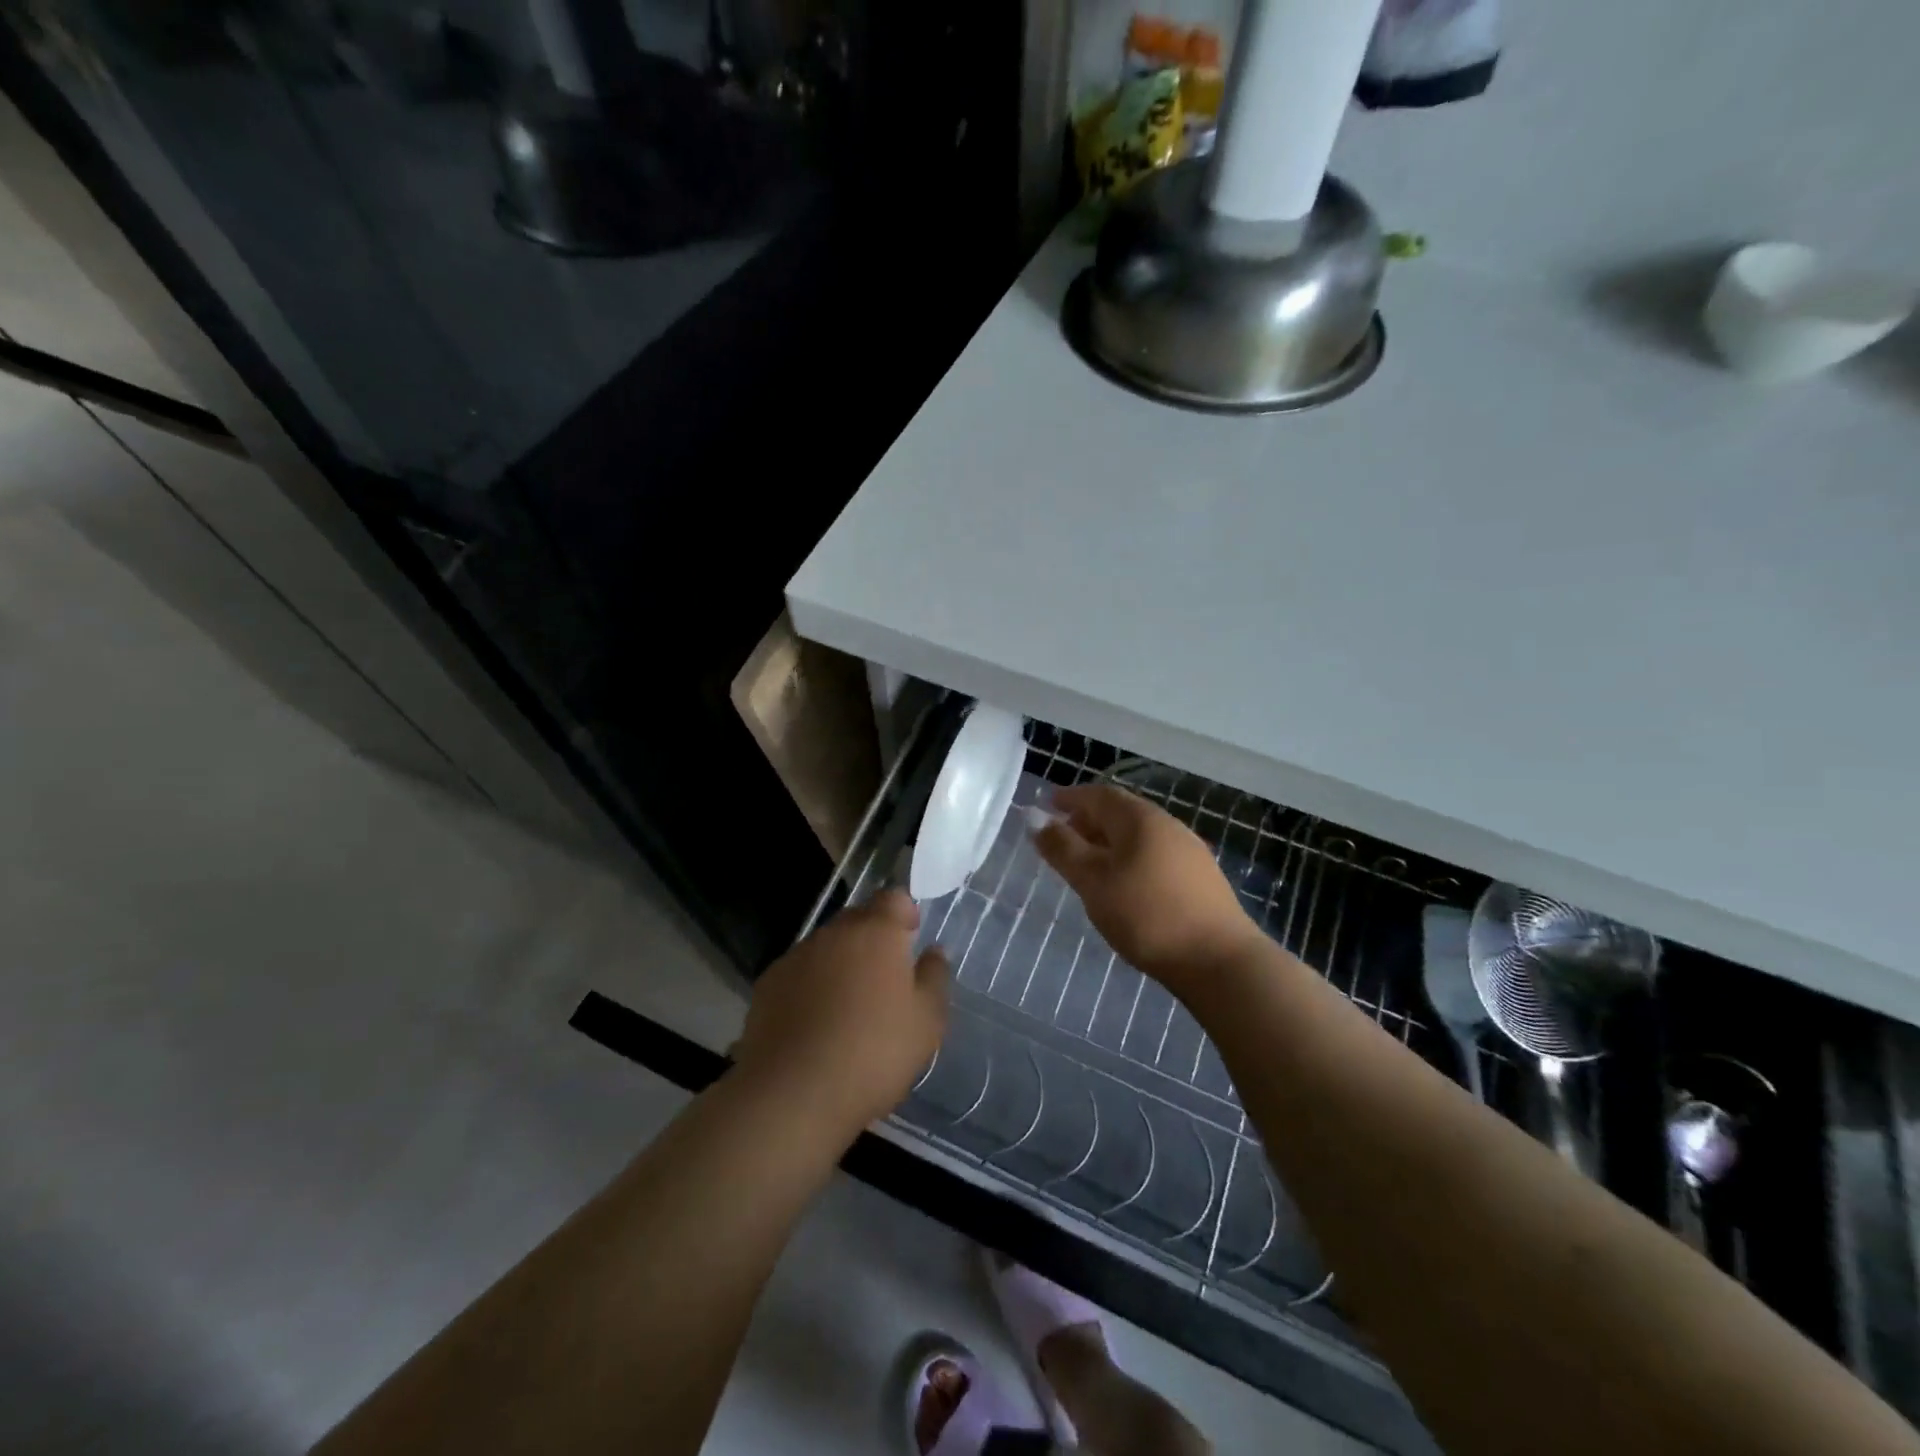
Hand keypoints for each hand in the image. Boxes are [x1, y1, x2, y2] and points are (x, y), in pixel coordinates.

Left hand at [733, 890, 949, 1137]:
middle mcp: (833, 933)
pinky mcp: (767, 985)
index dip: (905, 914)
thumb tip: (933, 951)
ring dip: (840, 963)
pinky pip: (799, 973)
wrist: (793, 1094)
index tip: (910, 942)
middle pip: (858, 919)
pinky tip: (814, 1024)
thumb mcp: (927, 1022)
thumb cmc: (874, 1053)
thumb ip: (935, 977)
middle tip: (884, 980)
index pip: (894, 898)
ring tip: (847, 1008)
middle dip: (872, 939)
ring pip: (826, 947)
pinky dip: (810, 987)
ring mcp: (795, 957)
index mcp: (876, 932)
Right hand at [1035, 784, 1265, 993]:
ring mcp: (1189, 850)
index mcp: (1140, 818)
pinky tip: (1125, 883)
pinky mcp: (1200, 877)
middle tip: (1063, 835)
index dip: (1071, 797)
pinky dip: (1130, 857)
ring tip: (1089, 862)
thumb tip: (1035, 817)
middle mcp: (1167, 824)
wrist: (1219, 960)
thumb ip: (1062, 848)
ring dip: (1110, 840)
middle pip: (1121, 811)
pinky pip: (1155, 853)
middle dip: (1089, 818)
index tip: (1048, 804)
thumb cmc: (1146, 915)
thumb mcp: (1093, 882)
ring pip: (1139, 834)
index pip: (1099, 794)